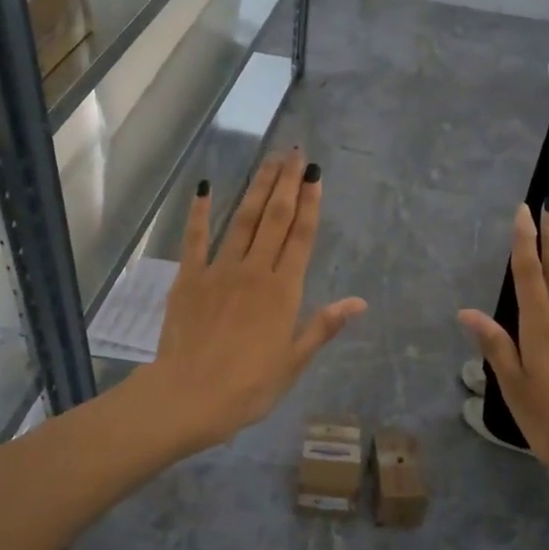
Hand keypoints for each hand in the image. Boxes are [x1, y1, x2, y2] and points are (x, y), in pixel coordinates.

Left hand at [140, 150, 366, 450]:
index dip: (310, 202)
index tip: (315, 174)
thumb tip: (359, 302)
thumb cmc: (249, 387)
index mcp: (284, 291)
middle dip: (287, 183)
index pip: (301, 236)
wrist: (189, 396)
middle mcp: (255, 271)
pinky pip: (196, 238)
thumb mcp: (294, 361)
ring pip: (243, 220)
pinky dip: (200, 212)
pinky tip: (207, 187)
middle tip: (295, 152)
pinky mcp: (189, 278)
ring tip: (269, 160)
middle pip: (275, 218)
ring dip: (258, 187)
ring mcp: (219, 270)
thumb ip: (323, 326)